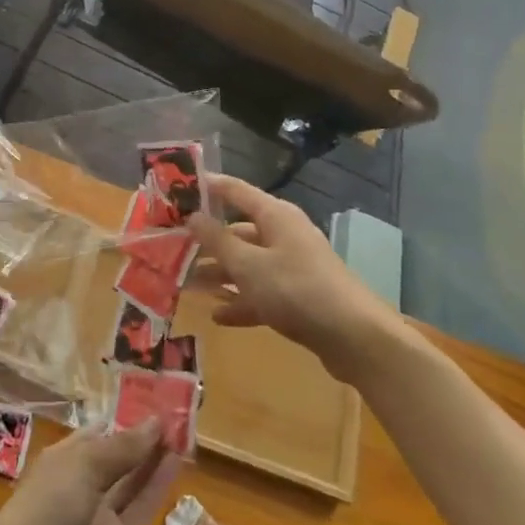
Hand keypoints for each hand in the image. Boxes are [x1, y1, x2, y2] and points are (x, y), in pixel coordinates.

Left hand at [0, 422, 180, 524]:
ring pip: (134, 480)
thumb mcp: (85, 463)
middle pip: (121, 455)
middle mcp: (86, 480)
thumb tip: (157, 421)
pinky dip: (158, 486)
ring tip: (185, 434)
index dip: (128, 418)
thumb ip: (124, 446)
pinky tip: (177, 462)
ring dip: (156, 459)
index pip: (102, 431)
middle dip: (146, 438)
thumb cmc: (50, 499)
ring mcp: (102, 511)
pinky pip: (140, 507)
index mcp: (69, 455)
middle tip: (180, 417)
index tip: (157, 402)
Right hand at [188, 173, 391, 379]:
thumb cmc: (296, 289)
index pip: (235, 190)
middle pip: (238, 231)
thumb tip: (192, 216)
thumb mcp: (248, 265)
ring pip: (247, 265)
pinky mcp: (298, 297)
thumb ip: (217, 240)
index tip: (175, 191)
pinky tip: (218, 316)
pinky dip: (241, 302)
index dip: (206, 188)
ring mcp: (293, 267)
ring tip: (186, 286)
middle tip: (171, 250)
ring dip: (219, 274)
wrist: (353, 337)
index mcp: (275, 216)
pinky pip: (261, 293)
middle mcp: (284, 235)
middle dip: (206, 242)